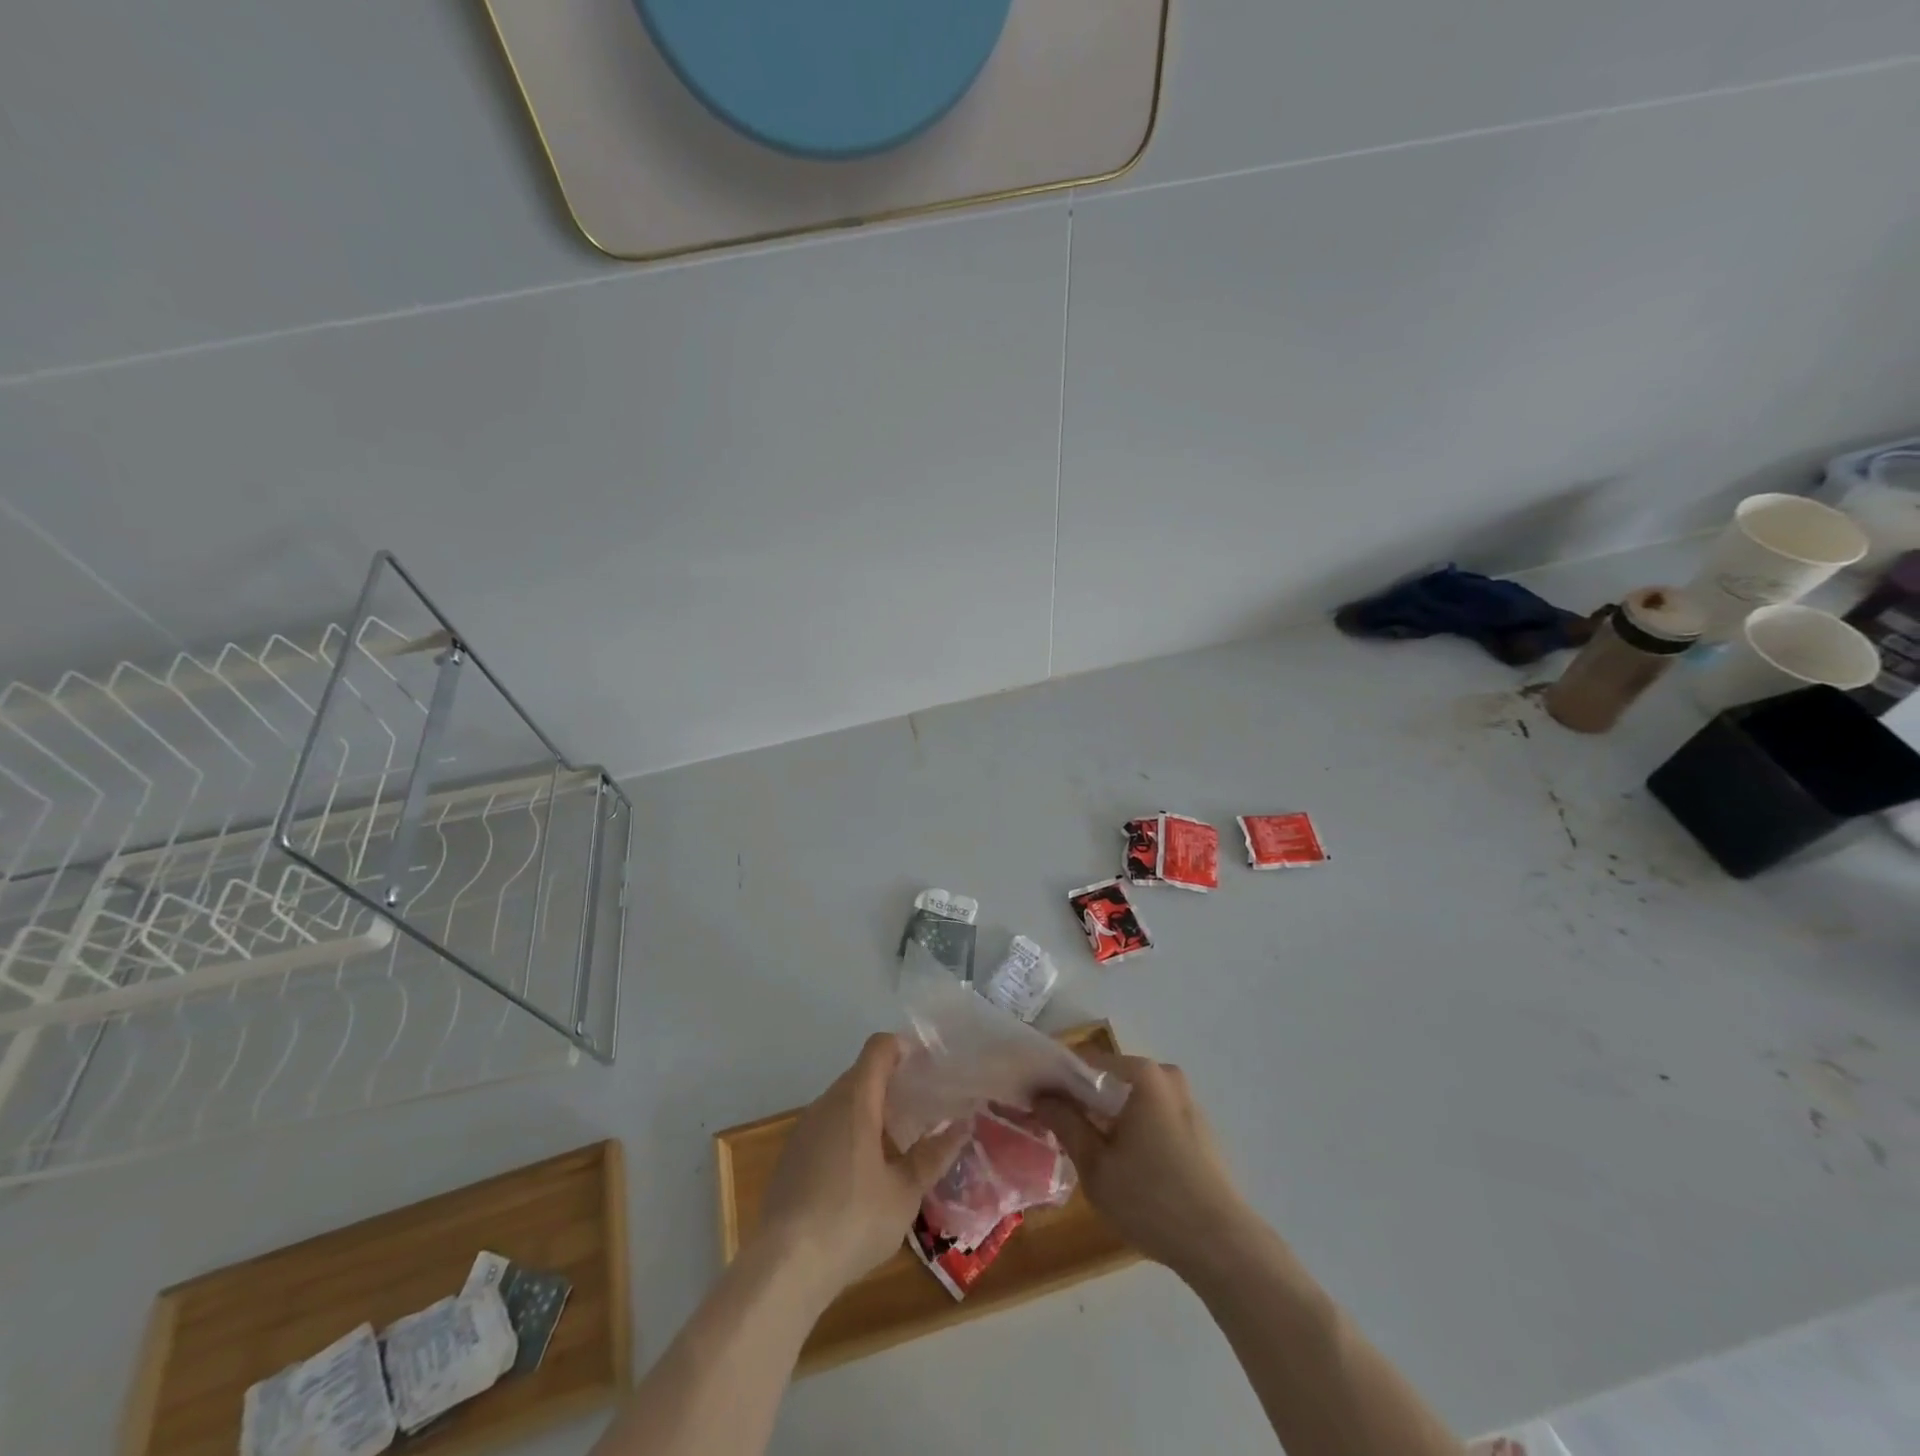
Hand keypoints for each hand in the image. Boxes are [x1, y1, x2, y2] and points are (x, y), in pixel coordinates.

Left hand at [754, 1033, 969, 1309]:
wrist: (784, 1267)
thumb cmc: (852, 1220)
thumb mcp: (904, 1193)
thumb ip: (932, 1156)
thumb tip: (961, 1128)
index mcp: (856, 1100)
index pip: (879, 1048)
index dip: (903, 1049)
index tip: (927, 1069)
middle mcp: (826, 1104)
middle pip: (861, 1074)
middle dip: (891, 1084)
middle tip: (921, 1111)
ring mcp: (803, 1130)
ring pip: (842, 1102)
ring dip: (869, 1112)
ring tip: (896, 1144)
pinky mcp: (790, 1157)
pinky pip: (825, 1128)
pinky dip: (847, 1134)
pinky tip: (860, 1175)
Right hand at [1034, 1051, 1255, 1277]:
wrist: (1223, 1247)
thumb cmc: (1152, 1200)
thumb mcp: (1096, 1165)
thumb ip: (1065, 1123)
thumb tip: (1042, 1096)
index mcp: (1142, 1074)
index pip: (1085, 1062)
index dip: (1056, 1080)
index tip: (1036, 1101)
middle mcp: (1167, 1077)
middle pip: (1111, 1079)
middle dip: (1082, 1099)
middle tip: (1057, 1128)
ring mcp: (1187, 1103)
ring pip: (1132, 1099)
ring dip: (1108, 1116)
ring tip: (1085, 1148)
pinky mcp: (1198, 1130)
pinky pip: (1153, 1117)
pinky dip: (1132, 1129)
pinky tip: (1122, 1163)